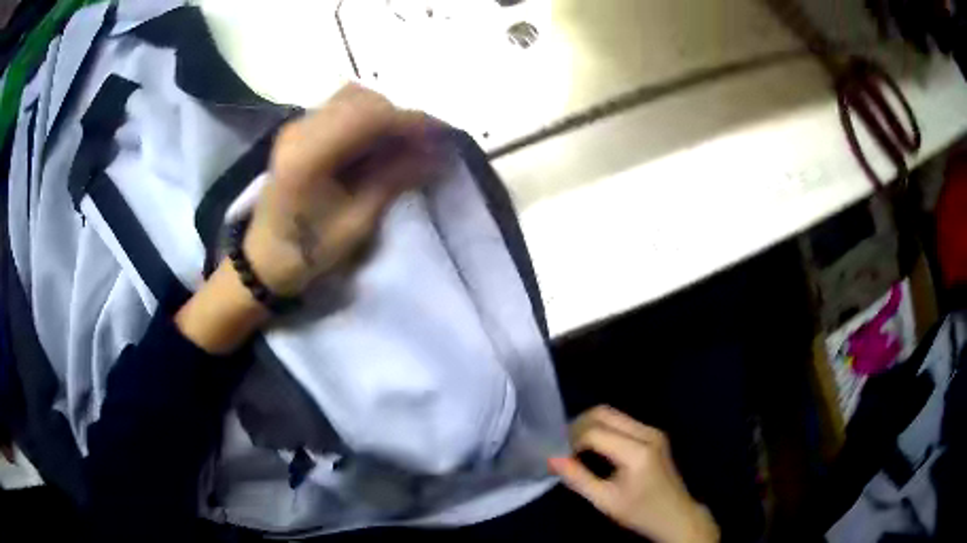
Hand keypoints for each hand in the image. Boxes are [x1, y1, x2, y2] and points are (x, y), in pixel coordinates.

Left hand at [244, 83, 442, 294]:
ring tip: (403, 141)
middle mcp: (300, 129)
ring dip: (384, 113)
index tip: (442, 135)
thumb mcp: (356, 223)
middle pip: (361, 98)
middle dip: (399, 114)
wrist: (265, 257)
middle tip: (425, 141)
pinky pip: (341, 107)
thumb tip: (437, 153)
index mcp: (308, 156)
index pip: (368, 116)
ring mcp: (297, 125)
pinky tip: (378, 140)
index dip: (410, 120)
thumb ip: (394, 180)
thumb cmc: (308, 251)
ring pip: (352, 97)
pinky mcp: (299, 129)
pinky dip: (368, 117)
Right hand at [549, 406, 719, 542]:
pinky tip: (592, 447)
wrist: (677, 516)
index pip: (594, 432)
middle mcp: (647, 433)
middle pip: (604, 413)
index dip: (570, 441)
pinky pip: (622, 422)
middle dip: (578, 426)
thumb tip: (552, 458)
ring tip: (573, 447)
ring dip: (590, 426)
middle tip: (561, 446)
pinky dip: (603, 429)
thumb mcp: (606, 501)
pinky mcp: (654, 434)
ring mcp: (653, 431)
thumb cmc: (641, 512)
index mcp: (637, 452)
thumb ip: (578, 479)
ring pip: (613, 414)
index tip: (556, 456)